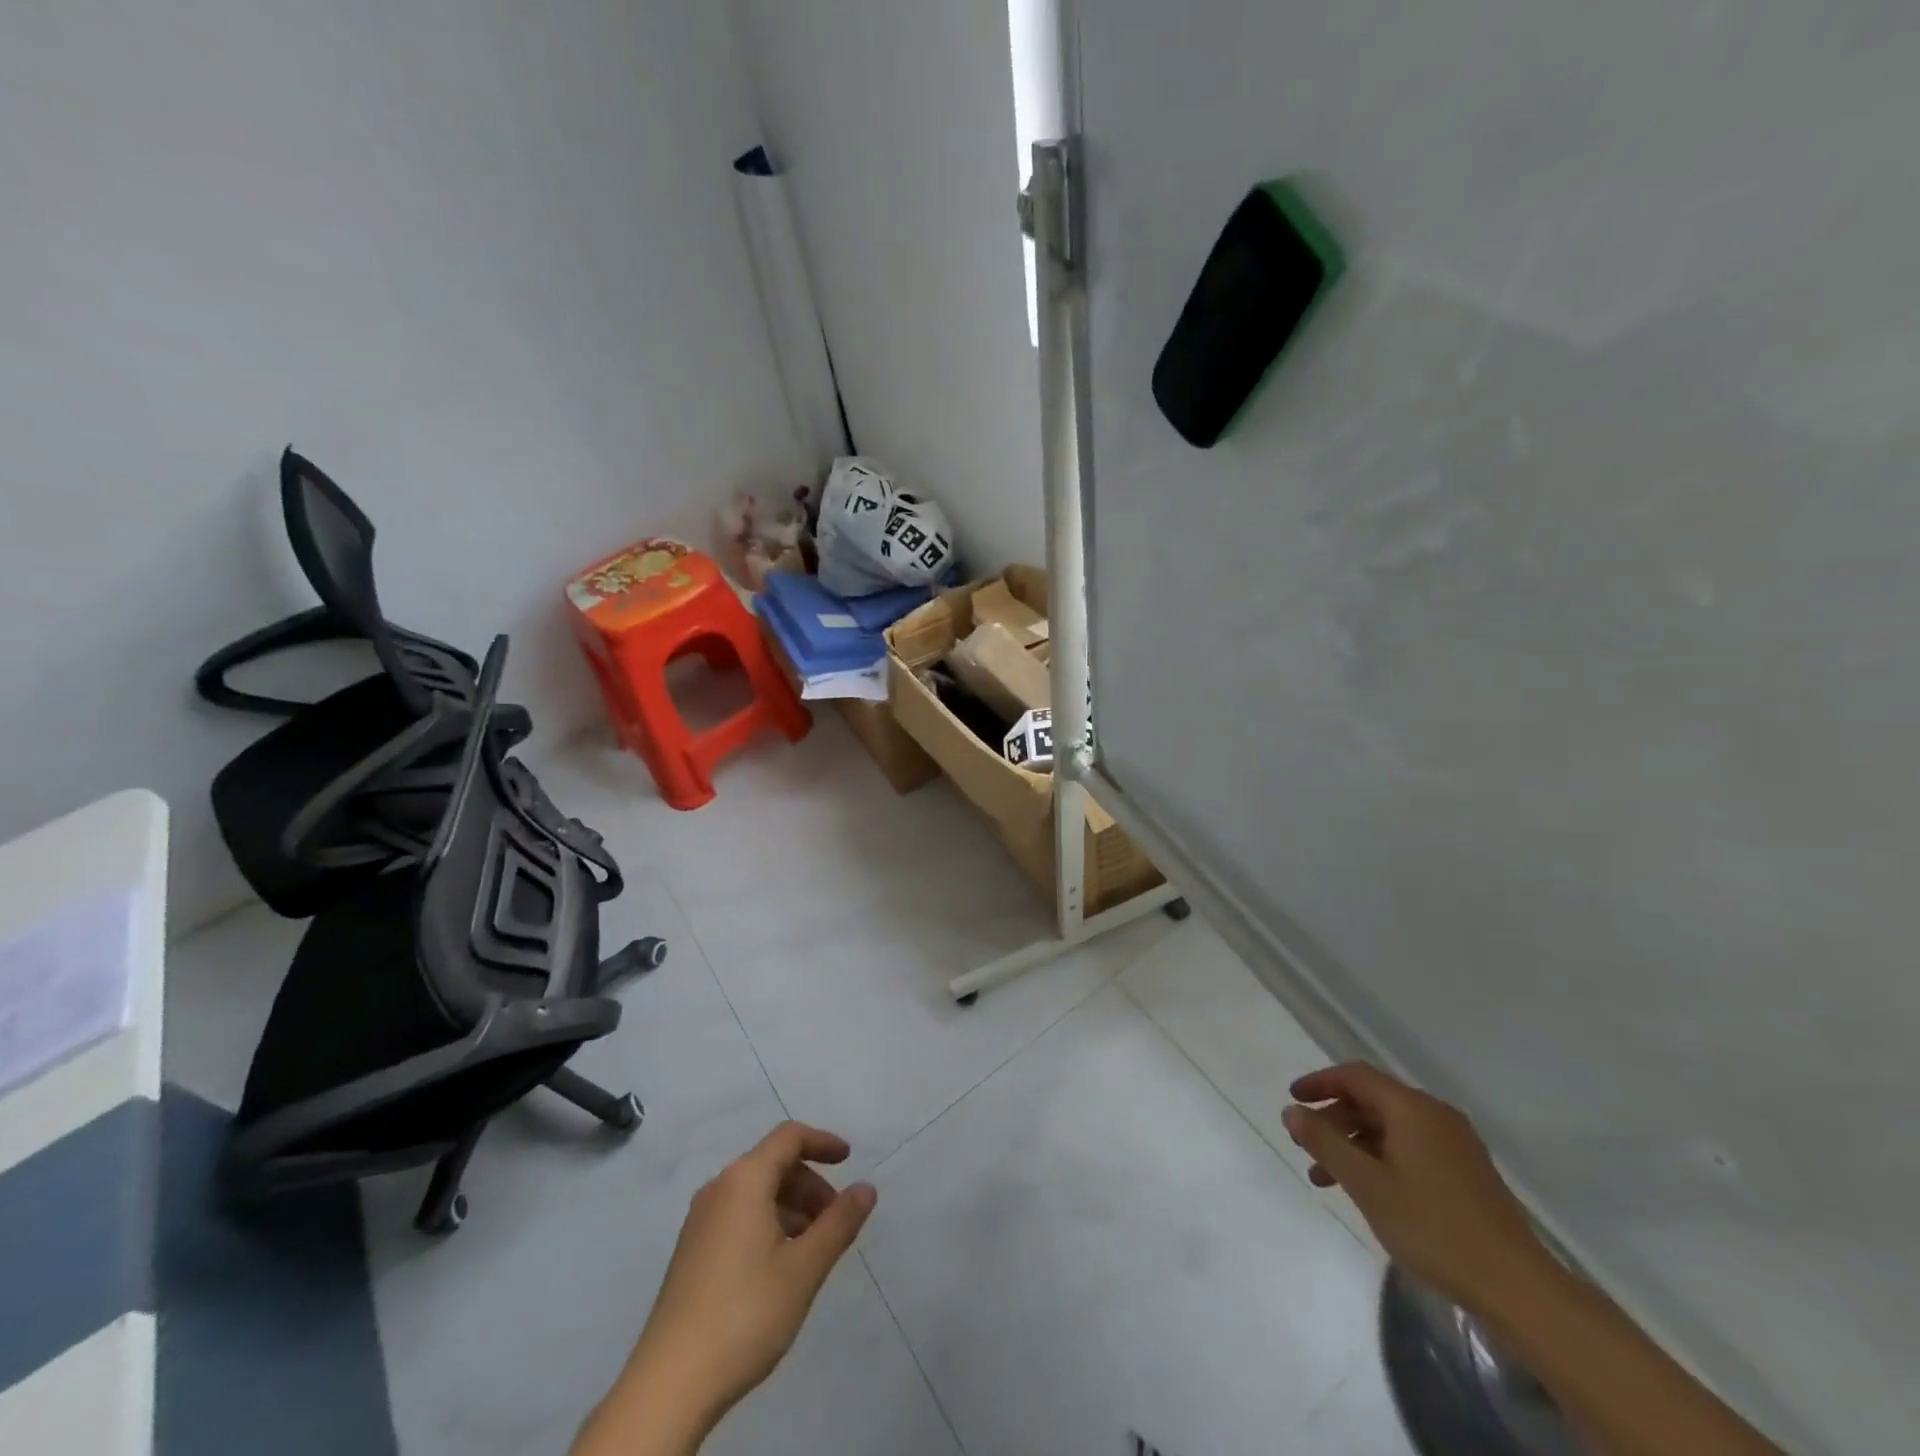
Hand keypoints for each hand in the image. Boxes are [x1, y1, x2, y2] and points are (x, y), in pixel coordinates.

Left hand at [576, 1123, 875, 1454]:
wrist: (669, 1385)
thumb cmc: (745, 1314)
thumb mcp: (804, 1269)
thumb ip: (839, 1223)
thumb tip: (867, 1188)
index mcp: (744, 1180)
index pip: (789, 1137)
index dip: (822, 1142)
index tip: (849, 1160)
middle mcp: (719, 1189)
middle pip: (773, 1164)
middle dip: (810, 1183)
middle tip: (835, 1220)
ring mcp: (700, 1221)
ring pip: (756, 1192)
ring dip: (791, 1206)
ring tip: (813, 1248)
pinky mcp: (692, 1251)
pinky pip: (739, 1214)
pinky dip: (769, 1222)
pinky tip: (780, 1265)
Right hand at [1282, 1062, 1551, 1310]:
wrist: (1518, 1289)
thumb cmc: (1433, 1228)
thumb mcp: (1366, 1184)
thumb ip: (1324, 1142)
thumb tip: (1292, 1111)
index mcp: (1412, 1108)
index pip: (1356, 1076)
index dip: (1320, 1083)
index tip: (1292, 1100)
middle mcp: (1435, 1115)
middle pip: (1373, 1100)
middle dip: (1334, 1119)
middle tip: (1306, 1146)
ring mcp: (1456, 1145)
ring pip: (1391, 1128)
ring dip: (1355, 1144)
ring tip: (1327, 1178)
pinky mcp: (1467, 1173)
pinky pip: (1411, 1147)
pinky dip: (1380, 1158)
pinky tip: (1370, 1191)